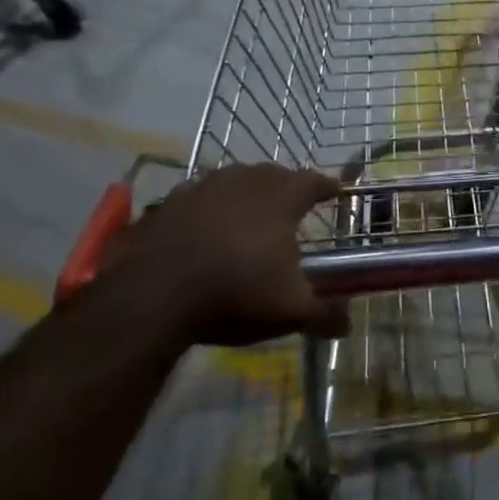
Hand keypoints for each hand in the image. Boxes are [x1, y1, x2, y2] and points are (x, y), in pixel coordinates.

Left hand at [101, 163, 345, 346]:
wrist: (150, 296)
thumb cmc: (235, 293)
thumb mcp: (289, 311)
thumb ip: (324, 315)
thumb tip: (348, 325)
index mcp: (281, 198)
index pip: (314, 181)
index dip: (327, 187)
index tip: (336, 192)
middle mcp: (244, 182)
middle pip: (273, 174)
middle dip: (286, 187)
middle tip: (292, 208)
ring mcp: (202, 188)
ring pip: (233, 180)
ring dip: (245, 193)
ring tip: (248, 216)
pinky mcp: (166, 203)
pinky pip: (196, 198)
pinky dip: (206, 209)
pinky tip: (202, 230)